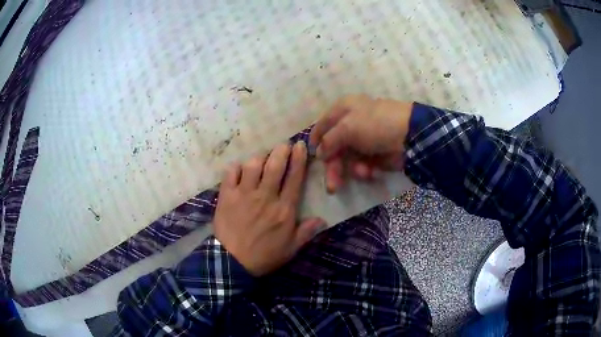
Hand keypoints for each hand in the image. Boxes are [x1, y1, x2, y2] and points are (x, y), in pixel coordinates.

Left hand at [213, 142, 323, 276]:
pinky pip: (231, 173)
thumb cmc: (264, 256)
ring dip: (260, 157)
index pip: (294, 178)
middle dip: (282, 150)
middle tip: (284, 145)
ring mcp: (244, 194)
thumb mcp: (290, 249)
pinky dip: (236, 167)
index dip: (299, 159)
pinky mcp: (227, 196)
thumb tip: (322, 219)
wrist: (232, 262)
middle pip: (275, 165)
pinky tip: (239, 169)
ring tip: (262, 157)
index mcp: (284, 209)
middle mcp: (265, 197)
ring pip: (253, 165)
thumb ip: (306, 233)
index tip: (300, 145)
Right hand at [309, 94, 412, 192]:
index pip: (322, 125)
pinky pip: (362, 165)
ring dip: (352, 169)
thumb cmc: (375, 125)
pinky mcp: (375, 154)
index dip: (316, 141)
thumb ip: (329, 141)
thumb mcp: (347, 128)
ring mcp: (364, 140)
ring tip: (363, 173)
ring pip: (347, 160)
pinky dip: (364, 170)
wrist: (410, 135)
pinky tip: (371, 171)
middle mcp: (351, 124)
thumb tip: (319, 153)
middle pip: (334, 147)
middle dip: (333, 167)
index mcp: (343, 110)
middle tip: (332, 186)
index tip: (313, 158)